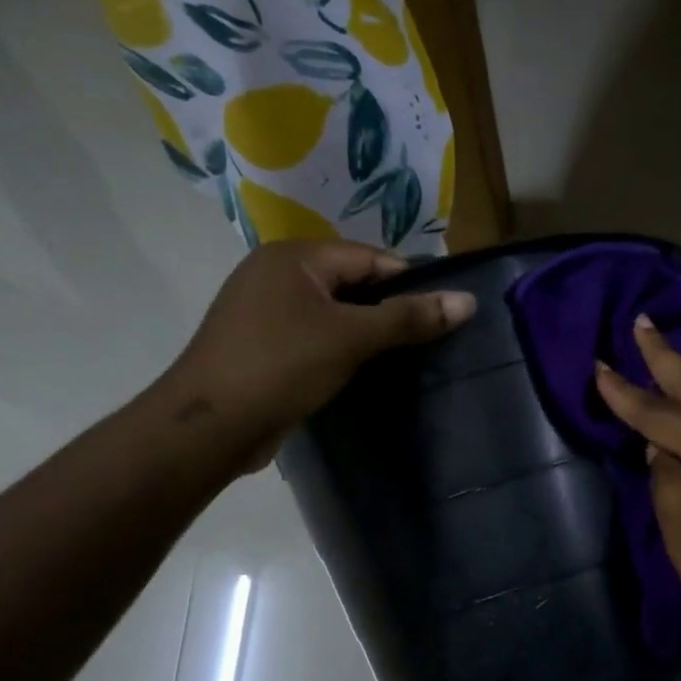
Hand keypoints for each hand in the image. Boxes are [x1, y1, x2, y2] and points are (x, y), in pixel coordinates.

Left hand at [162, 240, 474, 472]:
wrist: (212, 424)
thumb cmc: (282, 366)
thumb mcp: (351, 338)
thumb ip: (409, 318)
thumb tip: (468, 302)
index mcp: (294, 257)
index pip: (370, 258)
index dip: (411, 283)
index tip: (446, 315)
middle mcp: (277, 274)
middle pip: (353, 284)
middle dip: (391, 311)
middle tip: (432, 342)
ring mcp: (267, 312)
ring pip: (335, 315)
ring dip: (368, 335)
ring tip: (407, 360)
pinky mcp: (265, 347)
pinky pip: (317, 338)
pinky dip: (343, 351)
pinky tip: (366, 374)